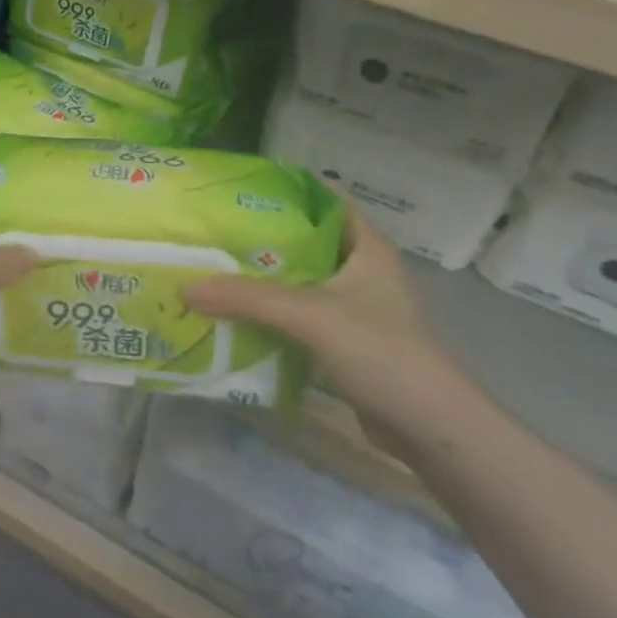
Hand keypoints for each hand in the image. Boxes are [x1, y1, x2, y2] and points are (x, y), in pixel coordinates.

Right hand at [185, 201, 475, 457]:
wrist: (430, 428)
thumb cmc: (380, 351)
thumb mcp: (310, 315)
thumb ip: (248, 298)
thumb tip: (186, 287)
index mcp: (367, 247)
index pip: (324, 200)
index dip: (285, 190)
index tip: (239, 188)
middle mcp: (362, 270)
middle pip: (306, 242)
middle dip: (263, 238)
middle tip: (214, 231)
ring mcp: (357, 309)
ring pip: (302, 282)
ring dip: (266, 280)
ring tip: (215, 268)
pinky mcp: (348, 343)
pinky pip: (302, 317)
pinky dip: (274, 315)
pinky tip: (238, 316)